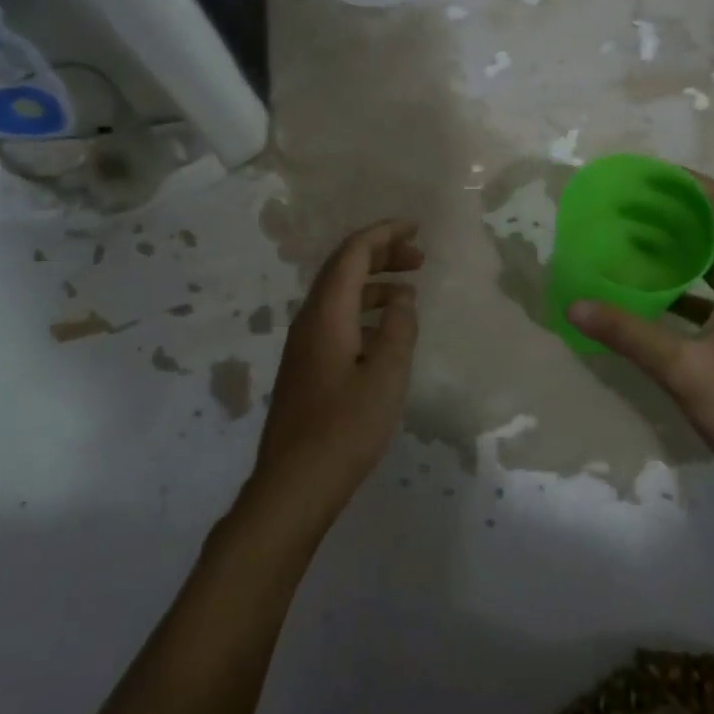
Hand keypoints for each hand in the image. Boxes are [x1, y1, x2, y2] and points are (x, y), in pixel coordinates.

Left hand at [246, 219, 422, 534]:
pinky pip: (337, 319)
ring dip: (374, 283)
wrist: (293, 485)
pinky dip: (364, 310)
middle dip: (381, 254)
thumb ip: (398, 329)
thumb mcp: (386, 376)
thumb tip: (402, 298)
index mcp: (326, 314)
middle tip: (419, 258)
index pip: (353, 253)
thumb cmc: (344, 428)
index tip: (416, 227)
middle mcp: (310, 320)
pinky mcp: (307, 367)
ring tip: (408, 292)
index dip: (384, 233)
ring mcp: (304, 345)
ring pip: (340, 295)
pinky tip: (385, 331)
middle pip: (344, 268)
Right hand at [567, 174, 713, 498]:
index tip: (645, 176)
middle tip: (624, 208)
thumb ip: (629, 334)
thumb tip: (575, 303)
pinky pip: (710, 294)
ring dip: (675, 248)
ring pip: (712, 262)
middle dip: (671, 212)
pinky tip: (647, 298)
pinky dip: (680, 286)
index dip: (688, 182)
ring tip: (629, 243)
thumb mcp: (684, 369)